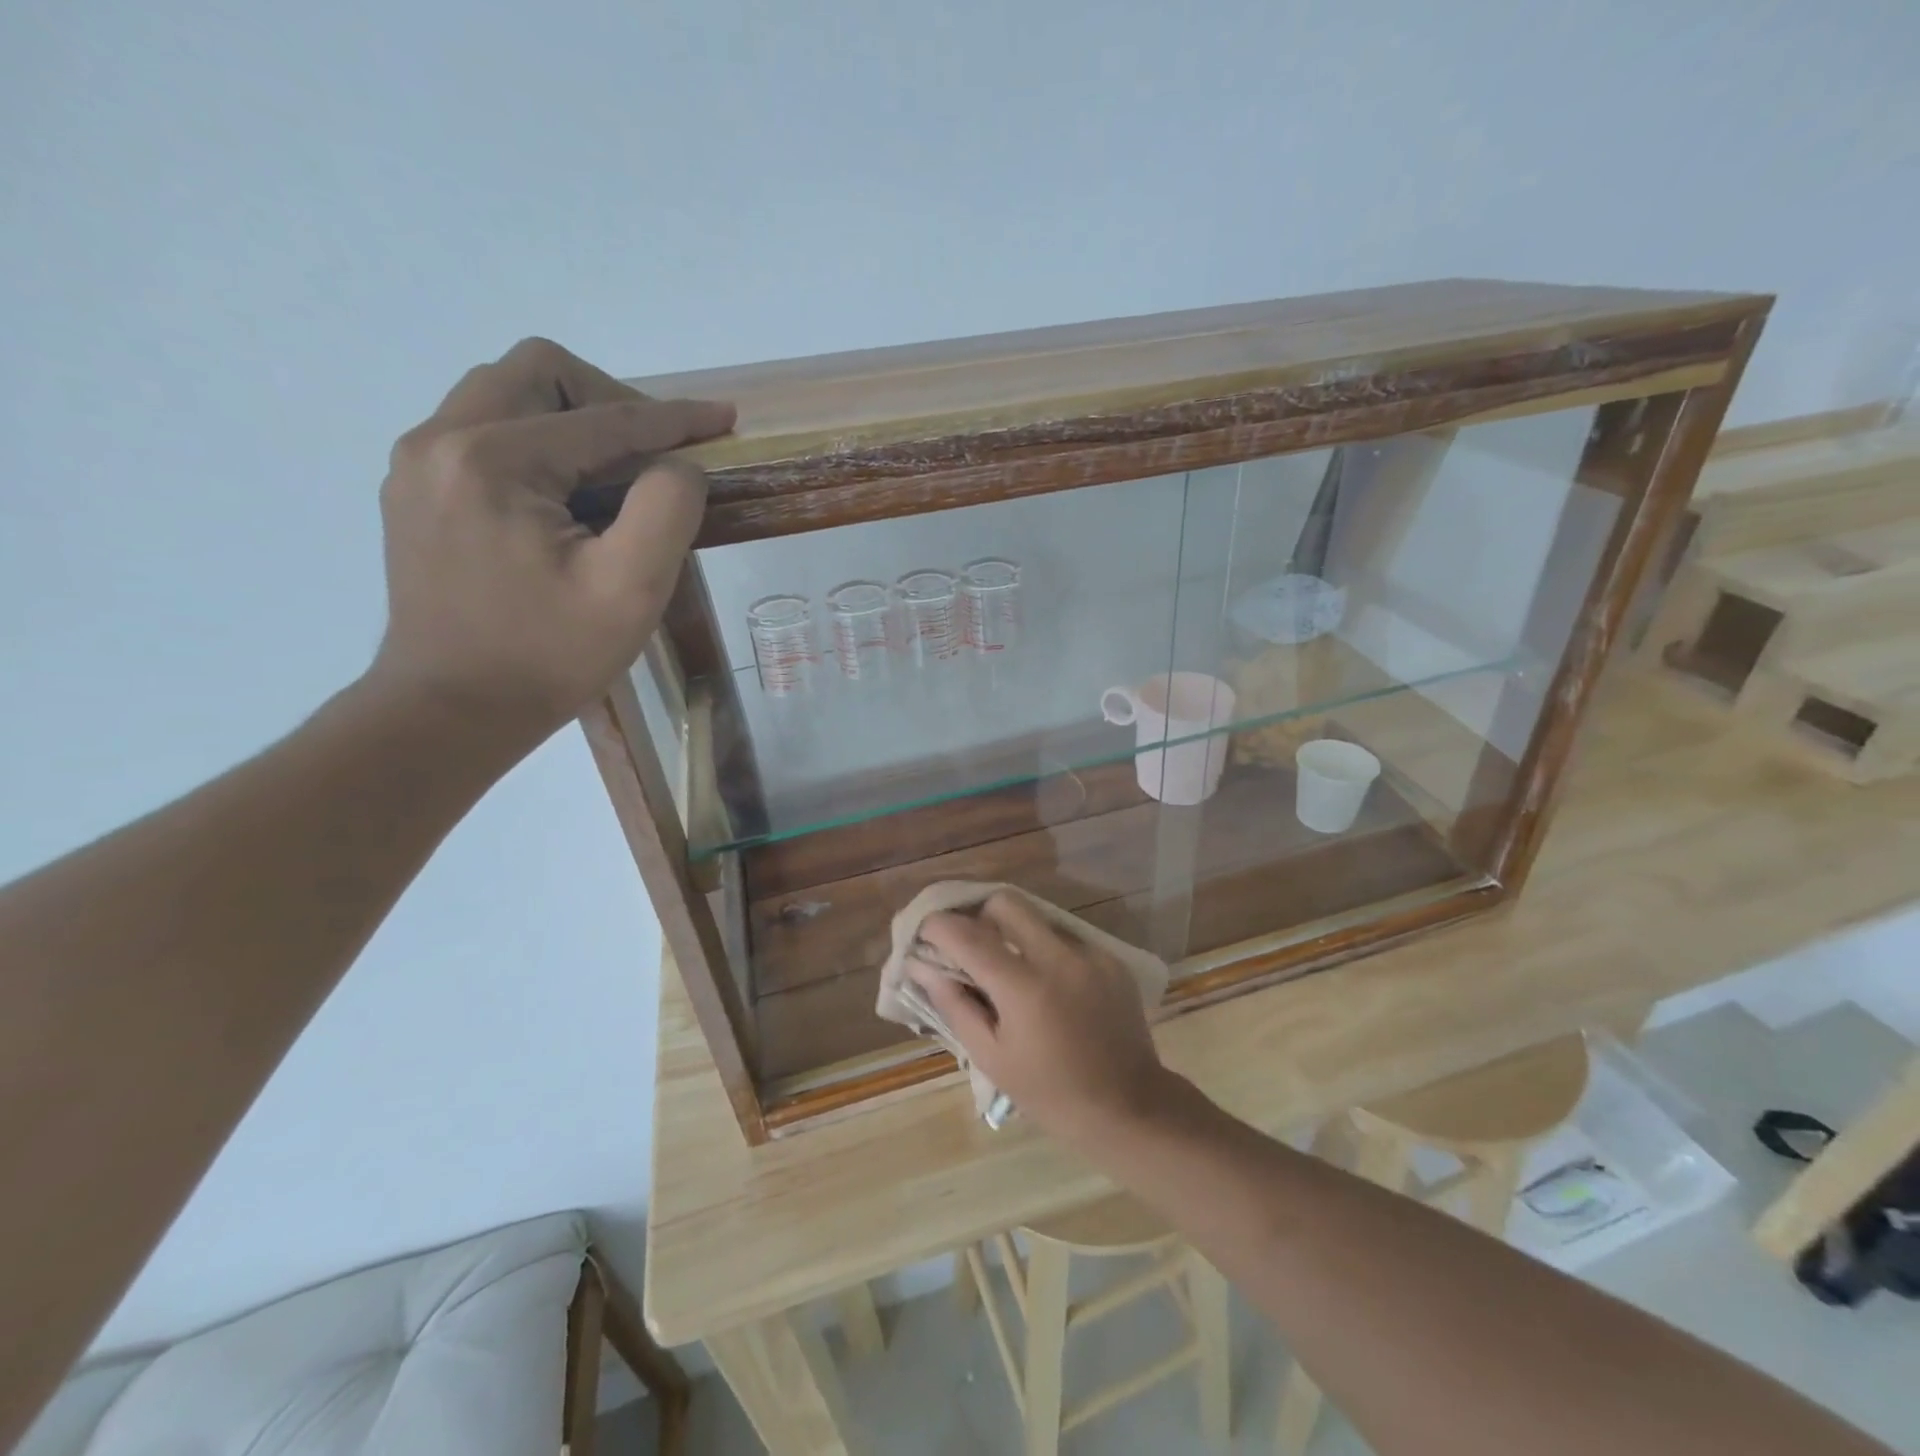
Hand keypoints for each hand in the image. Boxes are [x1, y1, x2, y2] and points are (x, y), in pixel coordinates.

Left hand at [367, 337, 735, 744]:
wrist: (452, 712)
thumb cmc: (548, 657)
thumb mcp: (630, 589)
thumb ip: (667, 509)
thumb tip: (678, 465)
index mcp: (492, 460)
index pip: (603, 417)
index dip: (674, 418)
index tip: (724, 419)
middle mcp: (440, 441)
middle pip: (538, 374)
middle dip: (612, 401)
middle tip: (656, 455)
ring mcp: (418, 466)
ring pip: (506, 397)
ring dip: (573, 421)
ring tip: (617, 480)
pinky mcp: (416, 493)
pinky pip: (484, 434)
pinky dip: (540, 447)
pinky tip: (569, 502)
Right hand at [909, 891, 1175, 1140]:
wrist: (1129, 1108)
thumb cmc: (1050, 1093)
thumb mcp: (992, 1057)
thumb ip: (955, 1004)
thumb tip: (921, 966)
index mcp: (1024, 987)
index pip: (968, 935)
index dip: (937, 926)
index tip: (924, 932)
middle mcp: (1058, 957)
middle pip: (1005, 902)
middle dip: (978, 914)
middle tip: (967, 944)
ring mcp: (1089, 953)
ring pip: (1037, 916)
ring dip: (1013, 931)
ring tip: (1006, 964)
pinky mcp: (1110, 958)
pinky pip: (1065, 937)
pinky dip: (1045, 949)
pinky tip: (1046, 983)